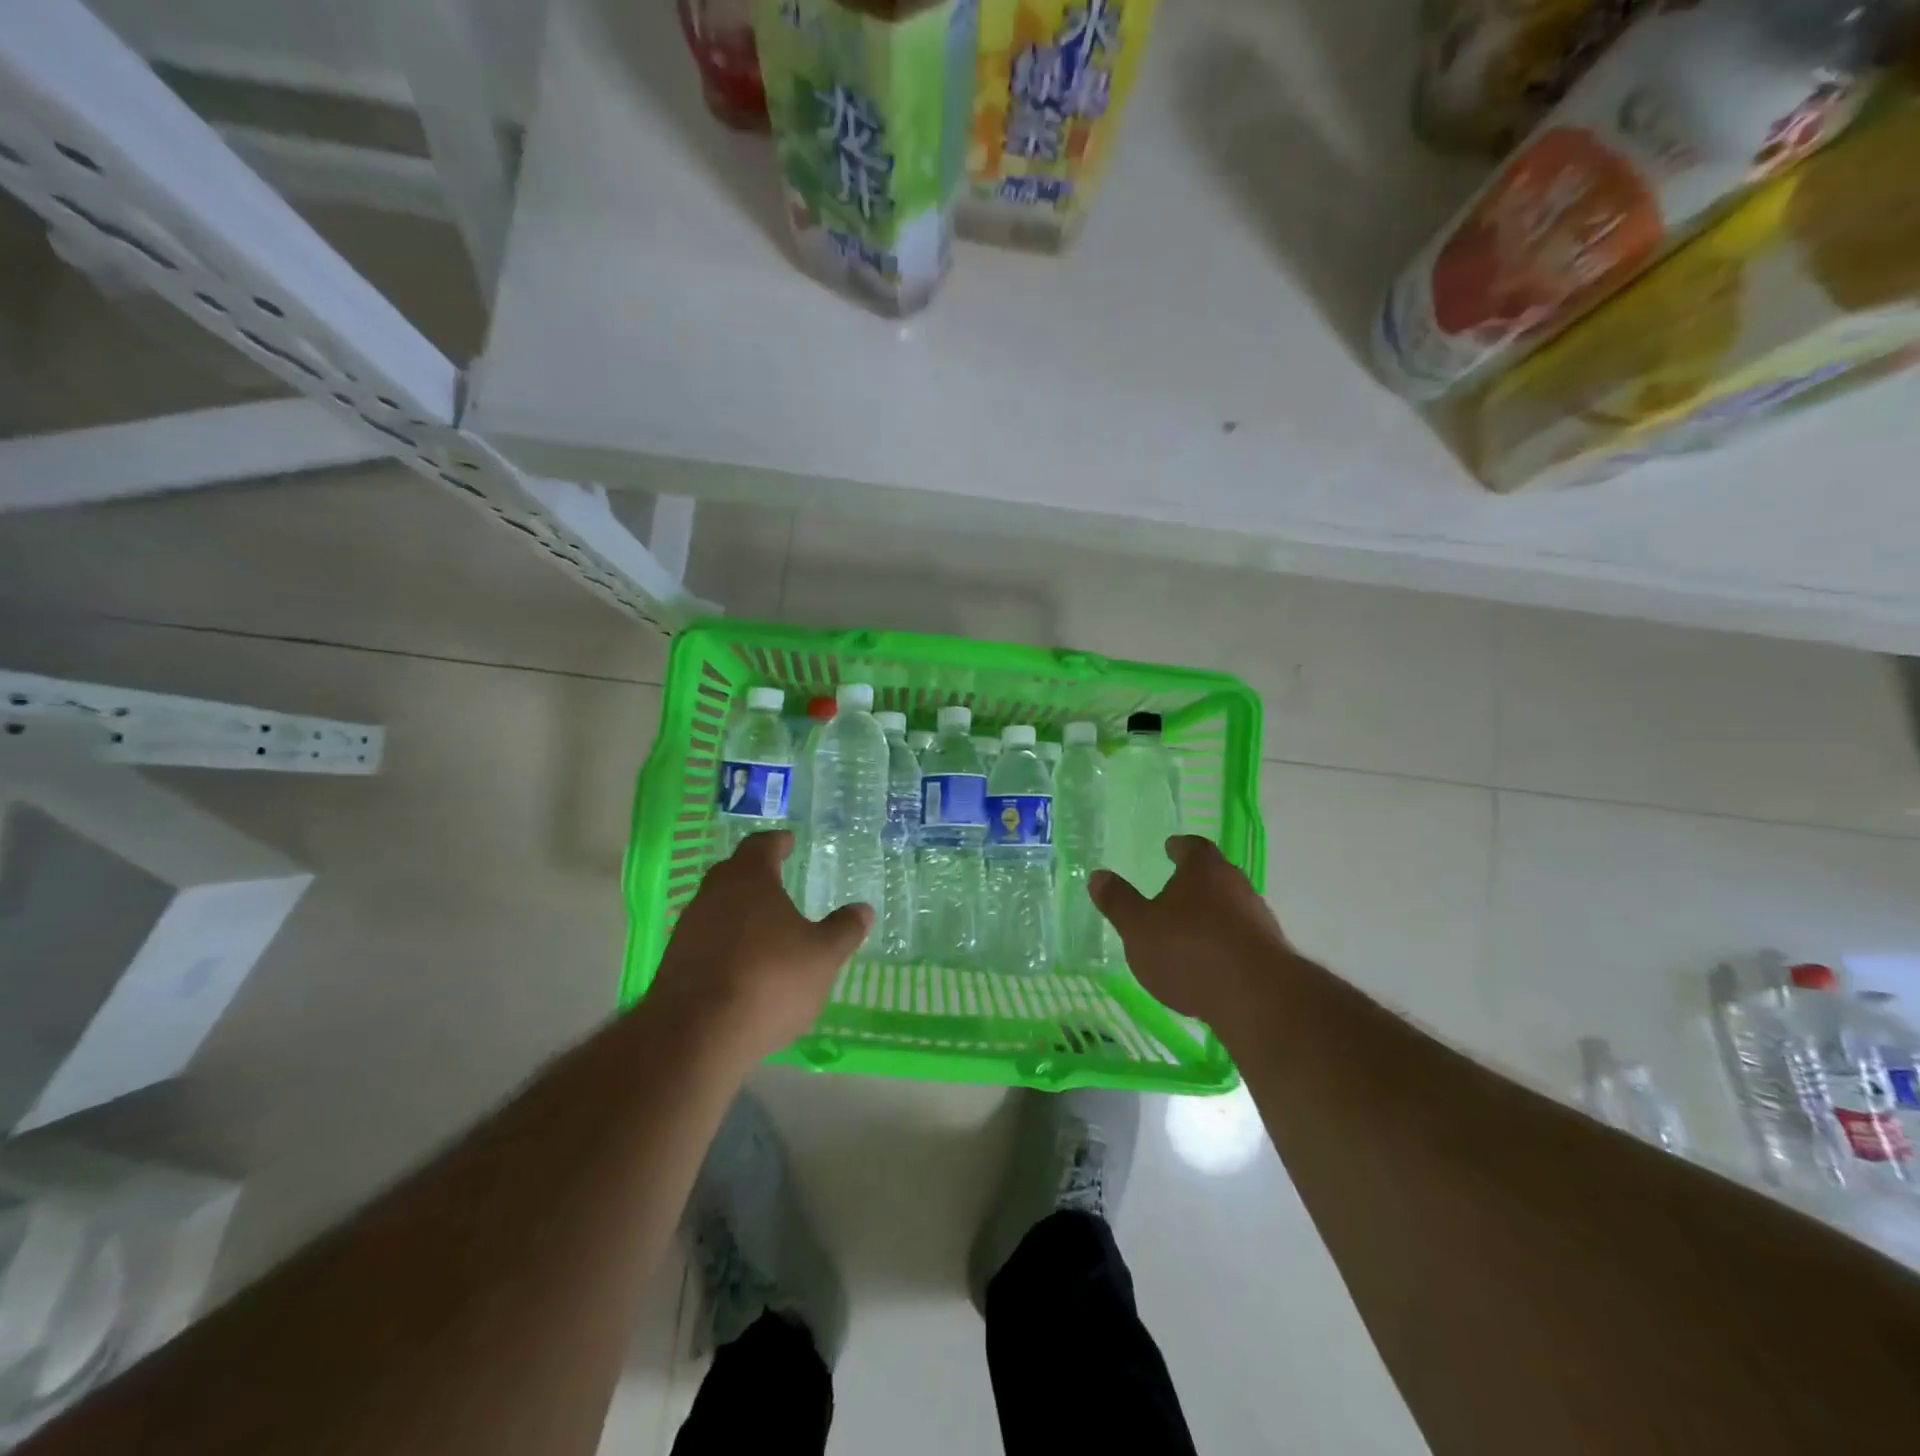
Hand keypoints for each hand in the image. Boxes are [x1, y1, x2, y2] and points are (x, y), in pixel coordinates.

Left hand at [647, 831, 871, 1063]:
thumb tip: (863, 909)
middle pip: (734, 871)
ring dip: (739, 909)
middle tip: (777, 877)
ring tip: (764, 925)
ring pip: (717, 905)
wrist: (696, 1035)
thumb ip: (844, 930)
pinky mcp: (674, 963)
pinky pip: (706, 939)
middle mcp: (714, 894)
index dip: (778, 842)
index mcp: (749, 879)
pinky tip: (742, 963)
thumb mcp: (823, 956)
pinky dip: (725, 941)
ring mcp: (689, 928)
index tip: (788, 841)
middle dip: (756, 872)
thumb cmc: (769, 980)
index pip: (761, 845)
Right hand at [1090, 836, 1291, 1028]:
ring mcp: (1258, 918)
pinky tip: (1209, 961)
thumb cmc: (1189, 951)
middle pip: (1216, 874)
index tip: (1170, 847)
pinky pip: (1241, 937)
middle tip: (1175, 888)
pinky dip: (1224, 942)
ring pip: (1231, 906)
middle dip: (1195, 881)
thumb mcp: (1138, 927)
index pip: (1193, 846)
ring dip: (1212, 913)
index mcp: (1204, 870)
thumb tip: (1098, 876)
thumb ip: (1119, 902)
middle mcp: (1236, 885)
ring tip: (1189, 929)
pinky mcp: (1271, 952)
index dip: (1180, 847)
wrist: (1256, 999)